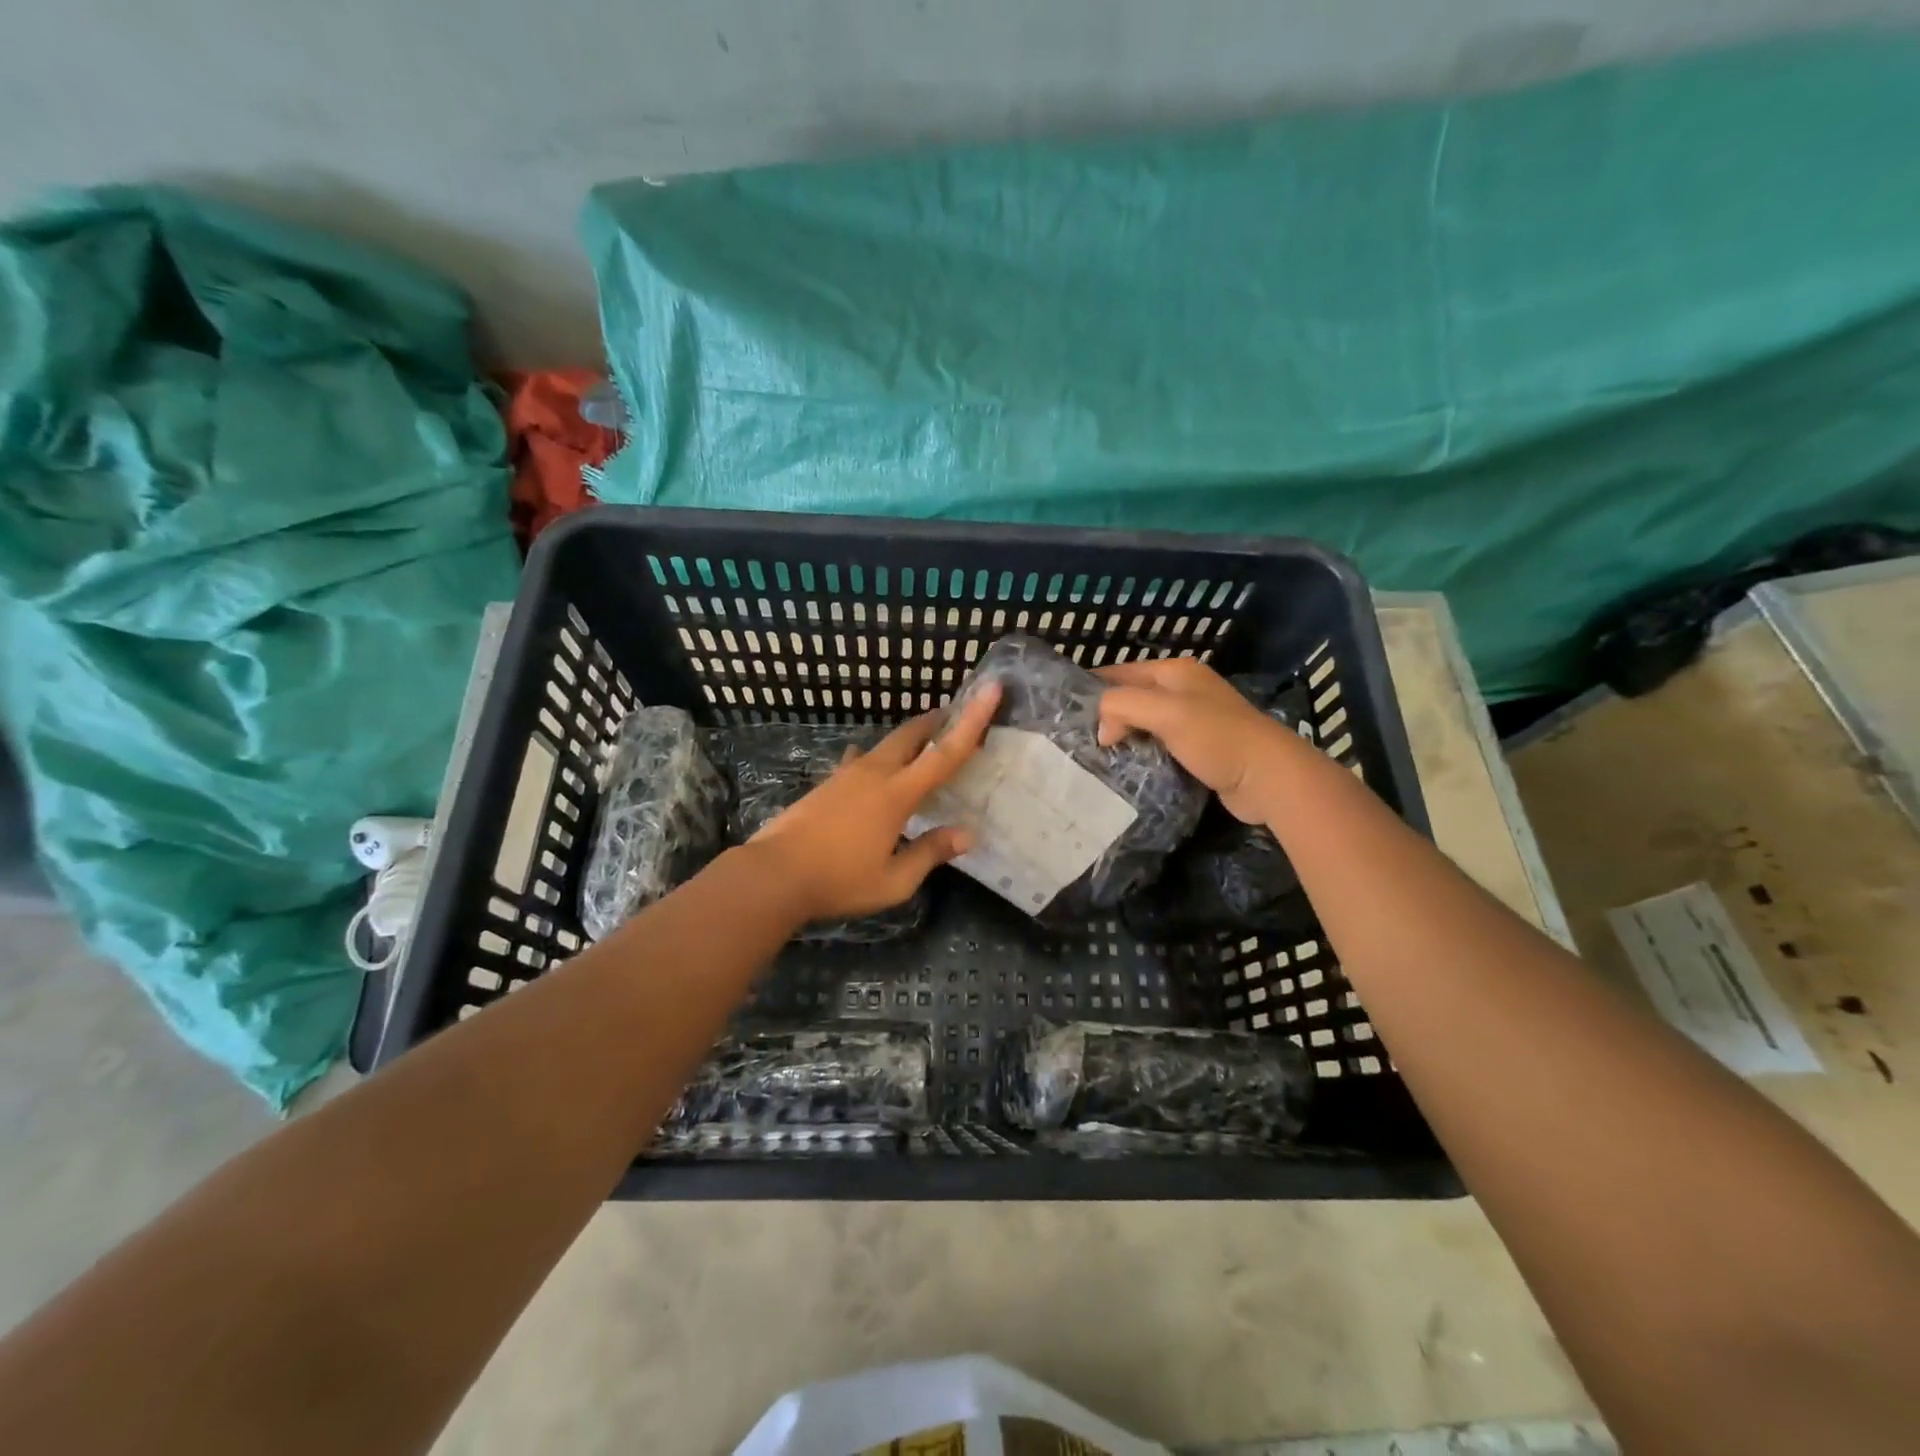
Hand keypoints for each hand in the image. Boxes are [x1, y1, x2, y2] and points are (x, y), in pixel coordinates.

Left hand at [748, 683, 1002, 923]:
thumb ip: (930, 853)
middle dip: (937, 720)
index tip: (991, 690)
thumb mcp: (893, 881)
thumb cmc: (838, 881)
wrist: (773, 875)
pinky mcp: (828, 784)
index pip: (945, 754)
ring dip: (910, 738)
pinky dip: (878, 758)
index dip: (972, 721)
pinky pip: (861, 760)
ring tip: (925, 742)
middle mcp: (874, 774)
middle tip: (957, 713)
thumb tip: (967, 835)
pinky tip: (871, 767)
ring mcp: (846, 776)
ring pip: (885, 744)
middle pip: (912, 735)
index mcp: (897, 794)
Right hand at [1096, 657, 1295, 822]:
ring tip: (1094, 756)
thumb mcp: (1165, 712)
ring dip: (1123, 737)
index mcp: (1175, 671)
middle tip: (1076, 739)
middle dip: (1106, 715)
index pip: (1120, 671)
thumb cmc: (1216, 737)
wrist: (1268, 777)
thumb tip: (1102, 729)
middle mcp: (1183, 690)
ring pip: (1144, 723)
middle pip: (1131, 697)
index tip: (1066, 713)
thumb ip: (1122, 706)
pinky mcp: (1198, 749)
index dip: (1093, 689)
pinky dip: (1141, 753)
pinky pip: (1158, 745)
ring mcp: (1193, 720)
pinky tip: (1125, 768)